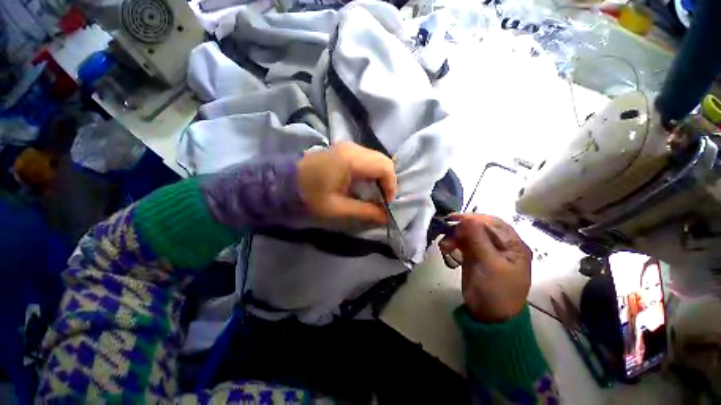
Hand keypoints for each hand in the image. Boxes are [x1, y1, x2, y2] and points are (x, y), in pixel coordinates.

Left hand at [297, 142, 396, 224]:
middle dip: (387, 182)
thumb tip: (386, 217)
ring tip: (373, 195)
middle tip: (381, 200)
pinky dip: (371, 173)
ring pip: (376, 159)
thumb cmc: (309, 196)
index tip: (386, 204)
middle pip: (383, 161)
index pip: (385, 167)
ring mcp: (348, 147)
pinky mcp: (344, 151)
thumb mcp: (337, 209)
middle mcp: (353, 148)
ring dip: (379, 177)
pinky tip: (363, 186)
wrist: (283, 182)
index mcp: (351, 159)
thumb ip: (365, 212)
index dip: (391, 186)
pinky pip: (367, 160)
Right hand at [439, 214, 531, 322]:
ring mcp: (486, 250)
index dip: (474, 218)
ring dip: (454, 237)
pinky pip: (462, 244)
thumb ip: (478, 239)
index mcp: (513, 245)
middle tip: (446, 232)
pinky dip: (453, 244)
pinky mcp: (474, 257)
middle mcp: (501, 245)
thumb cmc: (496, 291)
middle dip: (462, 228)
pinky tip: (446, 249)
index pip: (494, 223)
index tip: (454, 219)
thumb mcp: (489, 264)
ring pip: (468, 235)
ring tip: (444, 246)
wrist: (488, 316)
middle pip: (479, 227)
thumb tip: (467, 218)